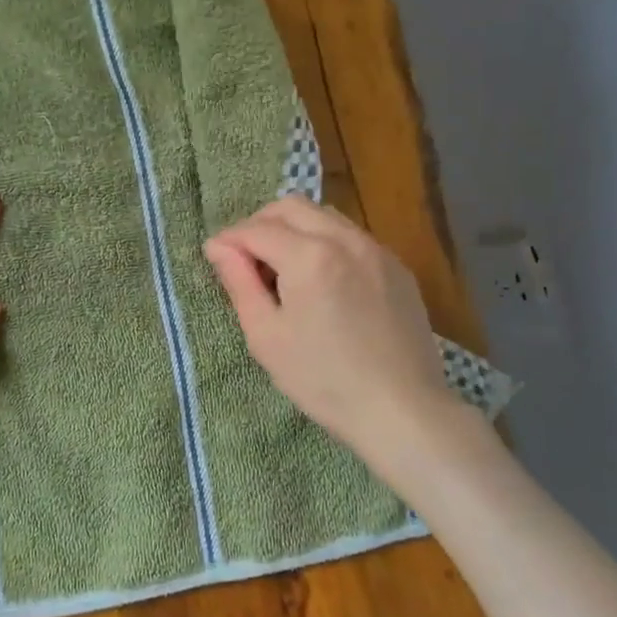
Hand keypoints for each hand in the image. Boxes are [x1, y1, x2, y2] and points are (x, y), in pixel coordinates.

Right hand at [203, 197, 482, 487]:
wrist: (402, 410)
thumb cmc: (323, 380)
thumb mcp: (267, 336)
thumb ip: (240, 283)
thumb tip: (218, 247)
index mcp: (310, 256)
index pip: (256, 229)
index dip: (229, 240)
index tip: (215, 257)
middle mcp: (345, 239)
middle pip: (291, 207)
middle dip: (260, 223)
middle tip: (246, 258)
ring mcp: (377, 250)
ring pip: (324, 216)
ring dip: (294, 229)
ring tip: (282, 268)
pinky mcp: (397, 267)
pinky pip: (351, 237)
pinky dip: (325, 243)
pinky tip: (321, 281)